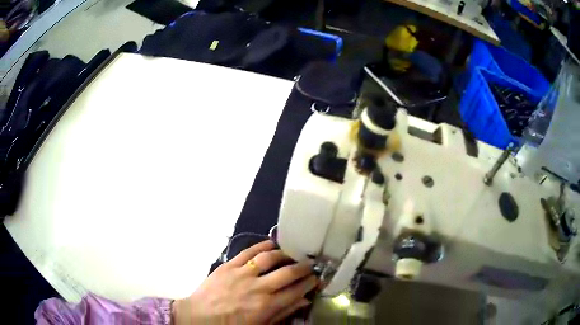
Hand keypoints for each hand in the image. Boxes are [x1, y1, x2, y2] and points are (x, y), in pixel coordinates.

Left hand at [172, 240, 317, 324]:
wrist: (199, 316)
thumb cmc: (231, 324)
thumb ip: (283, 313)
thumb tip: (303, 301)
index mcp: (267, 305)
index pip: (296, 291)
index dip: (309, 283)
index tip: (316, 278)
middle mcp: (258, 287)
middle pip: (288, 272)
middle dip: (303, 267)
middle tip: (310, 264)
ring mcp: (242, 274)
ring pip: (269, 258)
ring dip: (285, 254)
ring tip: (292, 254)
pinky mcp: (228, 265)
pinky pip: (248, 252)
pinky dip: (262, 246)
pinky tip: (272, 244)